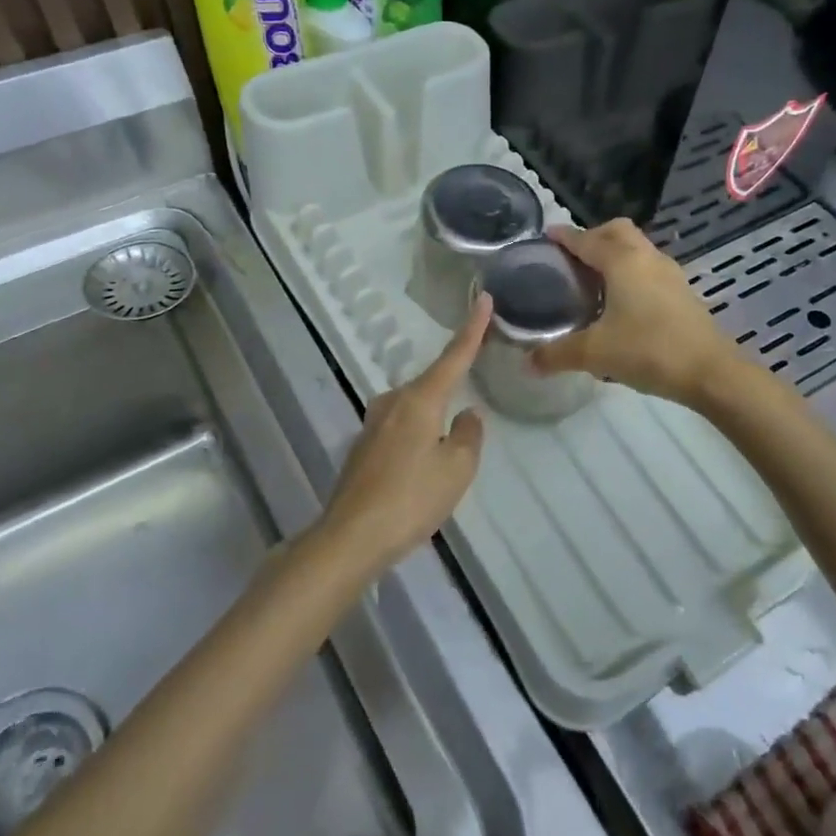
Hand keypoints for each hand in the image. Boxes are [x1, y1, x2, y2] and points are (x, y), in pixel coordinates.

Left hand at [311, 296, 490, 577]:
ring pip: (414, 409)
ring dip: (432, 421)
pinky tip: (420, 469)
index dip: (472, 329)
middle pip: (431, 385)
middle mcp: (393, 402)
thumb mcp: (457, 469)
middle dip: (451, 391)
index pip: (453, 357)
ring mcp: (373, 424)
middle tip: (468, 419)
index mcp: (420, 399)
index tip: (483, 299)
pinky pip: (400, 430)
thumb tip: (467, 415)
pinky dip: (416, 439)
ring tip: (445, 456)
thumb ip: (469, 435)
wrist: (352, 536)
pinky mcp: (363, 447)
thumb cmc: (412, 498)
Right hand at [529, 220, 745, 406]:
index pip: (587, 239)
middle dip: (593, 237)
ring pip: (637, 248)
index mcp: (622, 262)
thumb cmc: (648, 351)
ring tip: (593, 279)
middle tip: (572, 258)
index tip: (546, 236)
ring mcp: (669, 274)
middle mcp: (647, 258)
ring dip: (615, 253)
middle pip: (617, 231)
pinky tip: (621, 301)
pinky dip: (630, 271)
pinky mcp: (681, 292)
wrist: (710, 371)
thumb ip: (557, 354)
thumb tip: (527, 364)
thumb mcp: (595, 353)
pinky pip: (649, 268)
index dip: (564, 237)